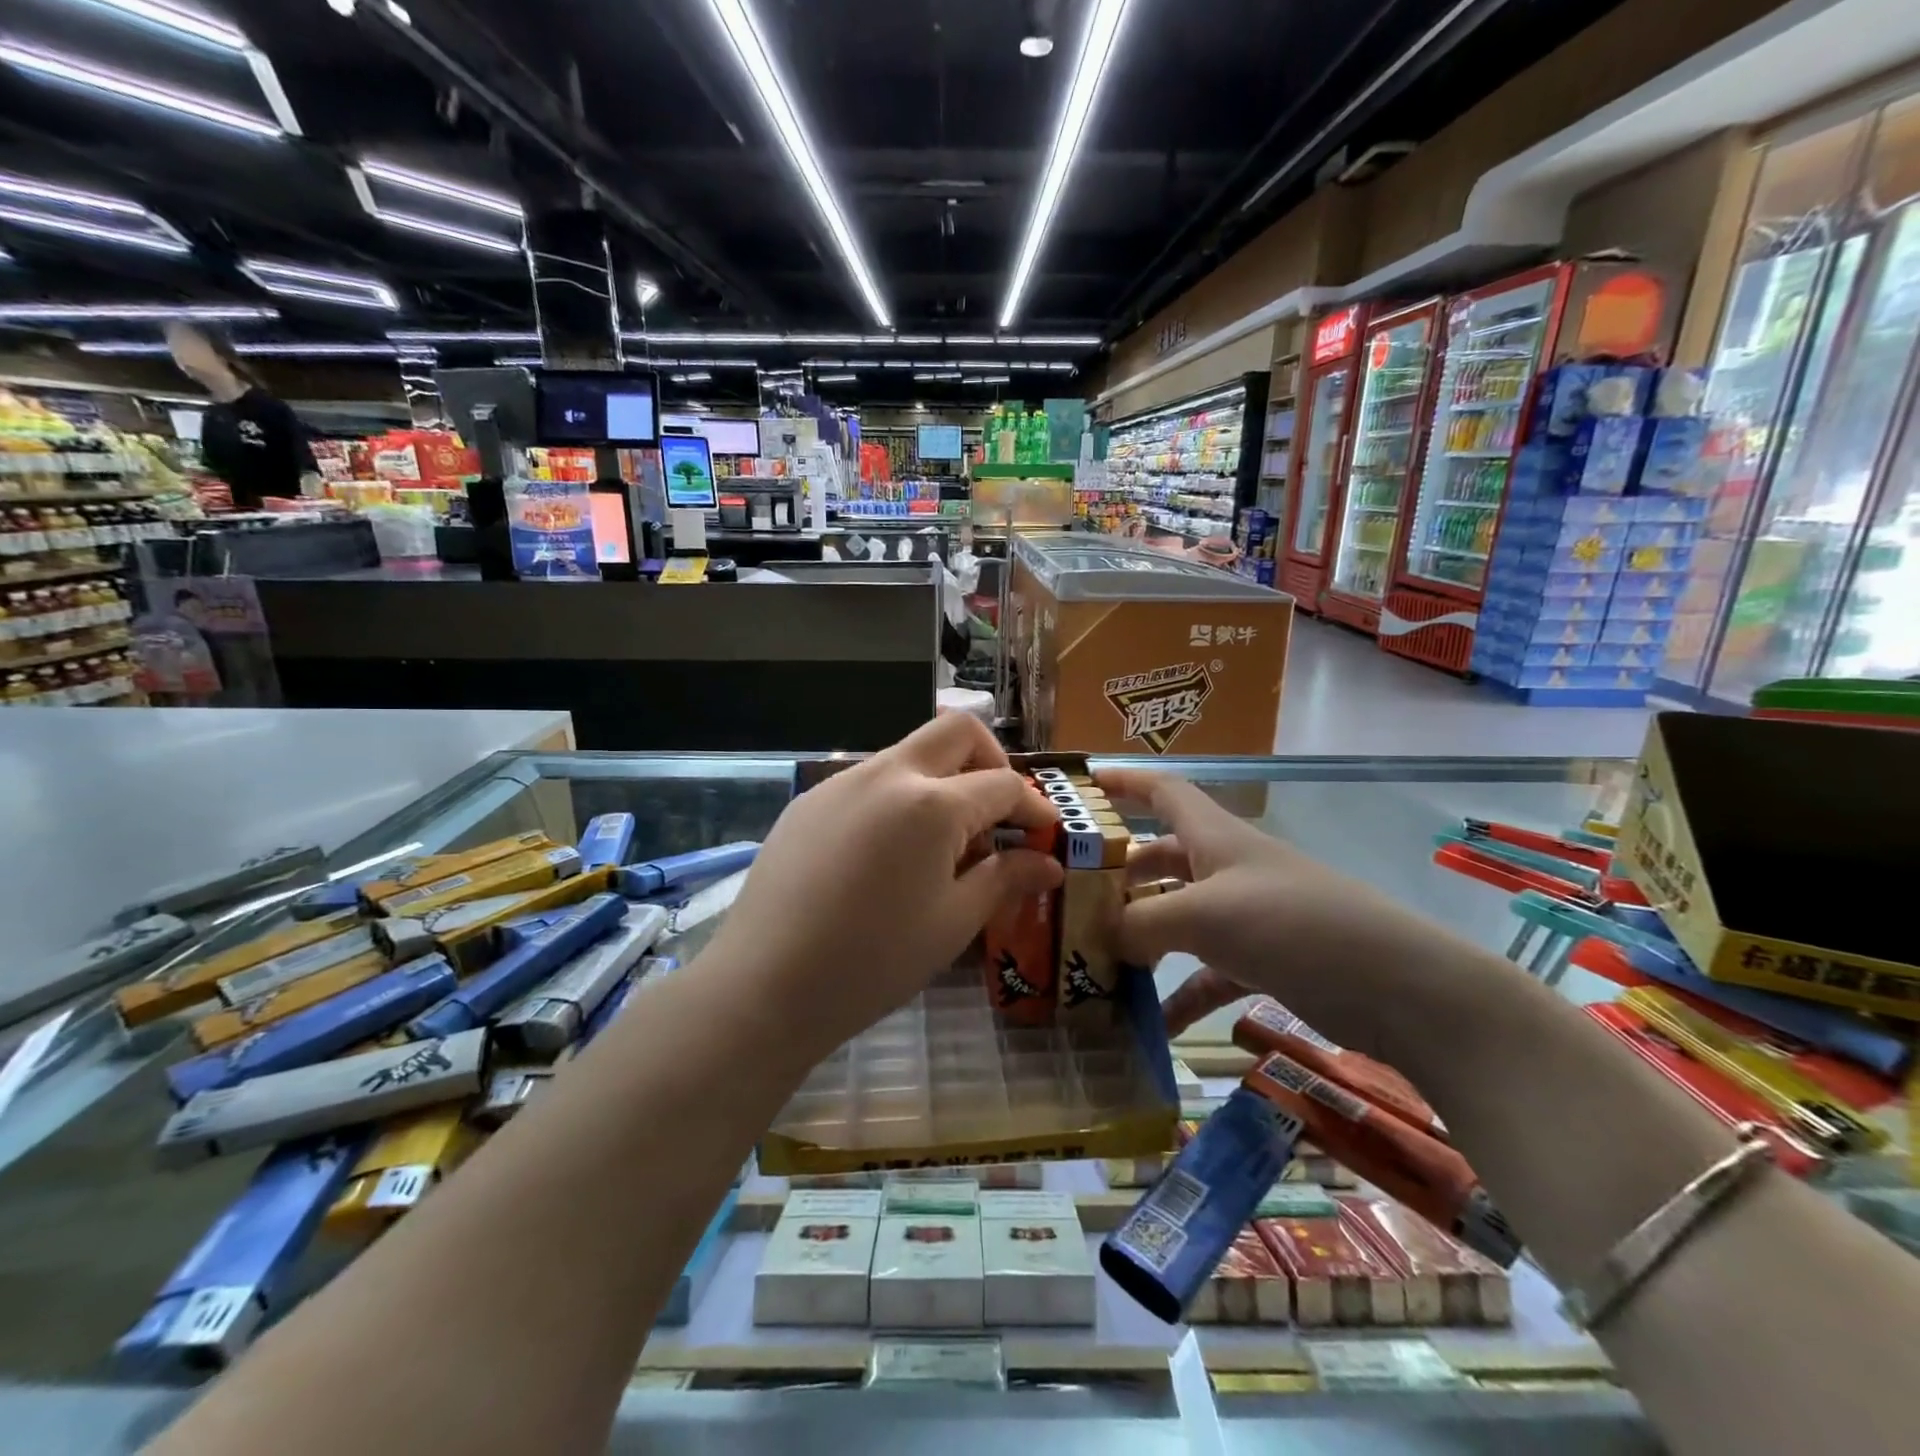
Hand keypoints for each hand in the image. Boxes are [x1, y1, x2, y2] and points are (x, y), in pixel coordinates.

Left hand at [705, 715, 1062, 1059]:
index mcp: (932, 804)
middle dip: (991, 760)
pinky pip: (869, 781)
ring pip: (909, 754)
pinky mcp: (809, 801)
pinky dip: (898, 799)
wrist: (765, 985)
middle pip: (956, 732)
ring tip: (942, 845)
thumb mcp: (953, 923)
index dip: (1033, 806)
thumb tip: (1048, 864)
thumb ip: (1005, 880)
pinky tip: (888, 854)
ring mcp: (842, 782)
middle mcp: (887, 774)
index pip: (1002, 784)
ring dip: (941, 781)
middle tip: (999, 812)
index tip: (1045, 834)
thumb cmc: (873, 961)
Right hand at [1102, 768, 1442, 1059]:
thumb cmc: (1294, 926)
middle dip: (1119, 873)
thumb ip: (1144, 923)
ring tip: (1097, 959)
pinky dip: (1180, 993)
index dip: (1122, 783)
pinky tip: (1154, 1026)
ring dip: (1143, 937)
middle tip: (1073, 895)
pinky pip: (1207, 972)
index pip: (1162, 791)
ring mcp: (1247, 916)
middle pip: (1162, 857)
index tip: (1079, 790)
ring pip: (1179, 916)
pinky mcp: (1265, 961)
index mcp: (1215, 837)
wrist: (1402, 989)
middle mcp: (1228, 868)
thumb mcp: (1206, 916)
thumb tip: (1102, 935)